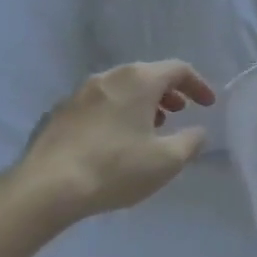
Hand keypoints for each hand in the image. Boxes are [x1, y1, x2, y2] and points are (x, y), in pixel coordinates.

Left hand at [9, 60, 215, 227]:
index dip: (198, 84)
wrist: (47, 187)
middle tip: (180, 112)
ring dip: (141, 102)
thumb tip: (198, 131)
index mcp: (138, 80)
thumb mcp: (167, 161)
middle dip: (168, 92)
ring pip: (120, 88)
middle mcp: (109, 76)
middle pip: (147, 74)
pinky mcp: (59, 112)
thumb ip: (191, 141)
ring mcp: (79, 92)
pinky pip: (98, 104)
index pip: (178, 69)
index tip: (208, 105)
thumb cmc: (116, 168)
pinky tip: (115, 140)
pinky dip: (116, 112)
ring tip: (149, 127)